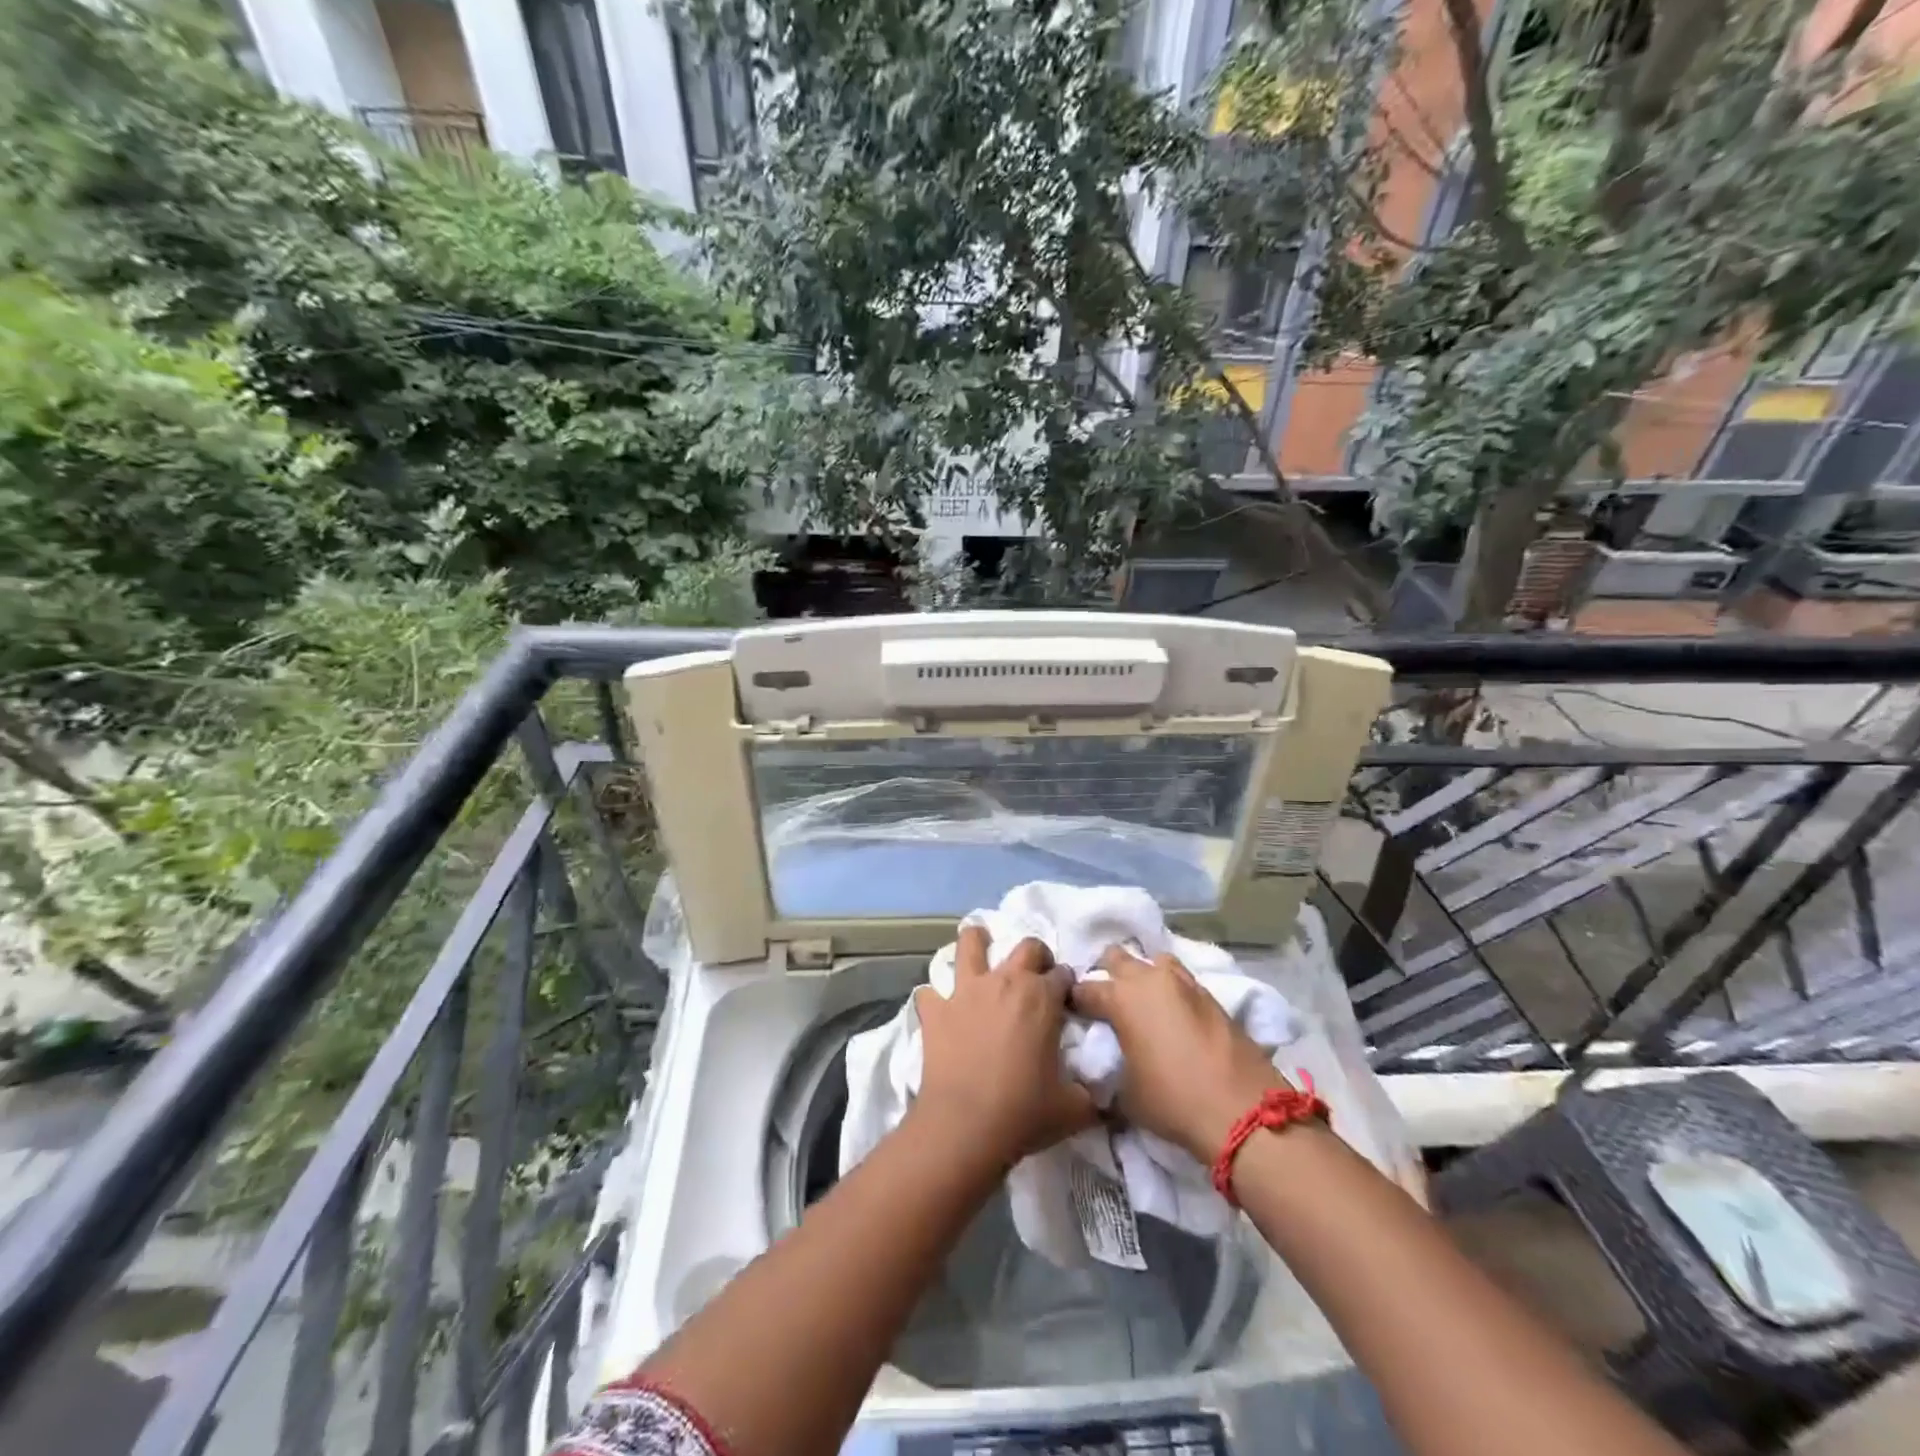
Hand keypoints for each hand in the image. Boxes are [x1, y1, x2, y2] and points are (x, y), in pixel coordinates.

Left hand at [912, 927, 1098, 1168]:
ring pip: (970, 945)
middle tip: (1036, 975)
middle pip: (1026, 947)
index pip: (1063, 974)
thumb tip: (1104, 1094)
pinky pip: (929, 992)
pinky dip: (934, 998)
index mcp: (1042, 997)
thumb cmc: (1024, 1112)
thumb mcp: (1074, 1108)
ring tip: (980, 947)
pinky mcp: (935, 1010)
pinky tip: (938, 1009)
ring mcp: (966, 991)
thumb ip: (1092, 1093)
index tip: (1067, 1000)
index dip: (1068, 986)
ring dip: (977, 942)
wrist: (965, 1126)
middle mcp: (1005, 982)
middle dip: (1036, 955)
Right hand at [1070, 947, 1287, 1163]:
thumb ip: (1109, 1068)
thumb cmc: (1173, 1101)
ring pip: (1154, 961)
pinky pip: (1181, 980)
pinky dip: (1171, 990)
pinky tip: (1172, 1013)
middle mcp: (1150, 979)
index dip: (1074, 1001)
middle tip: (1106, 1001)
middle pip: (1117, 957)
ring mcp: (1184, 983)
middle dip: (1107, 973)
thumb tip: (1107, 1066)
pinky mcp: (1211, 995)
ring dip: (1144, 975)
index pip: (1085, 989)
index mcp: (1121, 998)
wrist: (1243, 1111)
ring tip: (1143, 1002)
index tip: (1072, 1013)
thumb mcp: (1125, 1094)